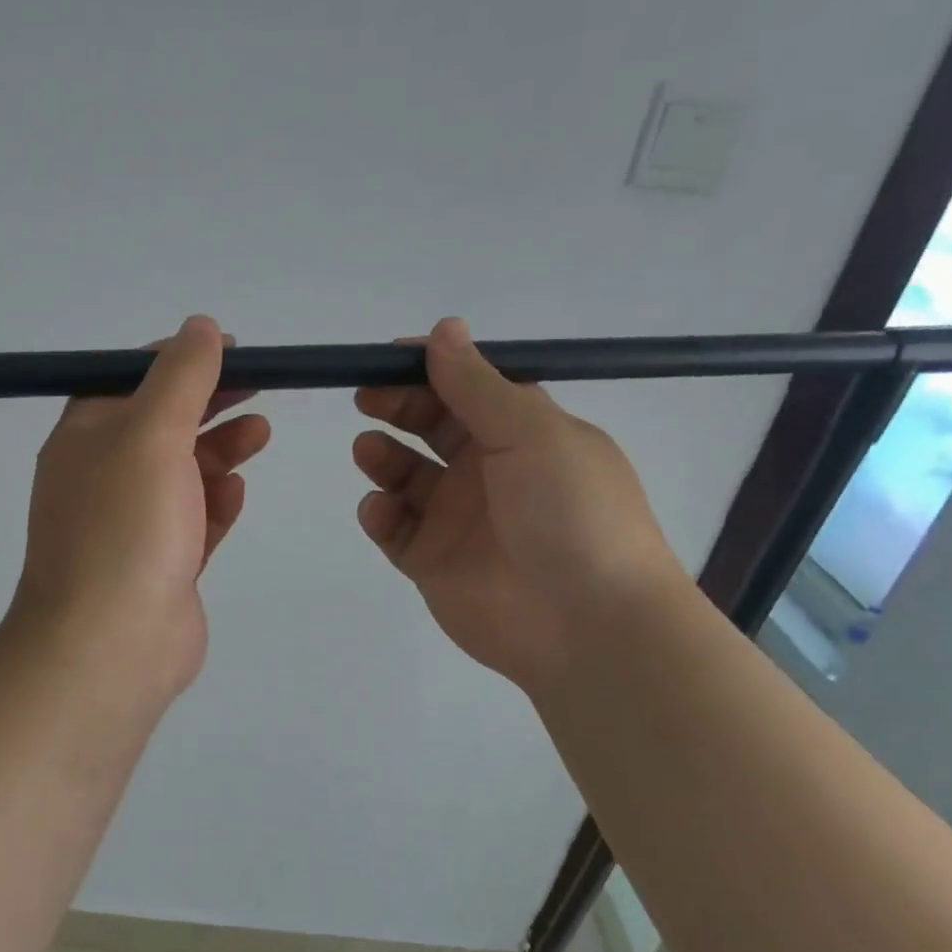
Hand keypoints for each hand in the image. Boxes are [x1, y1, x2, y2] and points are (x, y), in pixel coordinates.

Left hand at [9, 315, 270, 703]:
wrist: (111, 644)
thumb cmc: (126, 527)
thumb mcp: (151, 434)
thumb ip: (180, 377)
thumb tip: (201, 327)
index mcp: (86, 439)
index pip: (130, 381)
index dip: (179, 361)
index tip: (230, 351)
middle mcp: (104, 478)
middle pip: (163, 426)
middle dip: (210, 404)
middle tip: (259, 387)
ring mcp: (133, 526)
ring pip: (182, 475)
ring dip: (220, 450)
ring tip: (260, 433)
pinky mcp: (162, 566)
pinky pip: (193, 522)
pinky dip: (215, 503)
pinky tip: (238, 490)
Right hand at [353, 317, 684, 695]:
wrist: (586, 623)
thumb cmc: (570, 513)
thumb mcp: (532, 433)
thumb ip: (478, 385)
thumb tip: (443, 328)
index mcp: (523, 433)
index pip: (468, 388)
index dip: (429, 370)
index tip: (387, 359)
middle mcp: (488, 471)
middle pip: (431, 427)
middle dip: (397, 407)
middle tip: (366, 398)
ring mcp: (457, 519)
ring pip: (405, 477)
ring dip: (383, 457)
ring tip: (369, 451)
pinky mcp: (432, 562)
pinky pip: (395, 529)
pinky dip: (380, 514)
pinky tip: (382, 509)